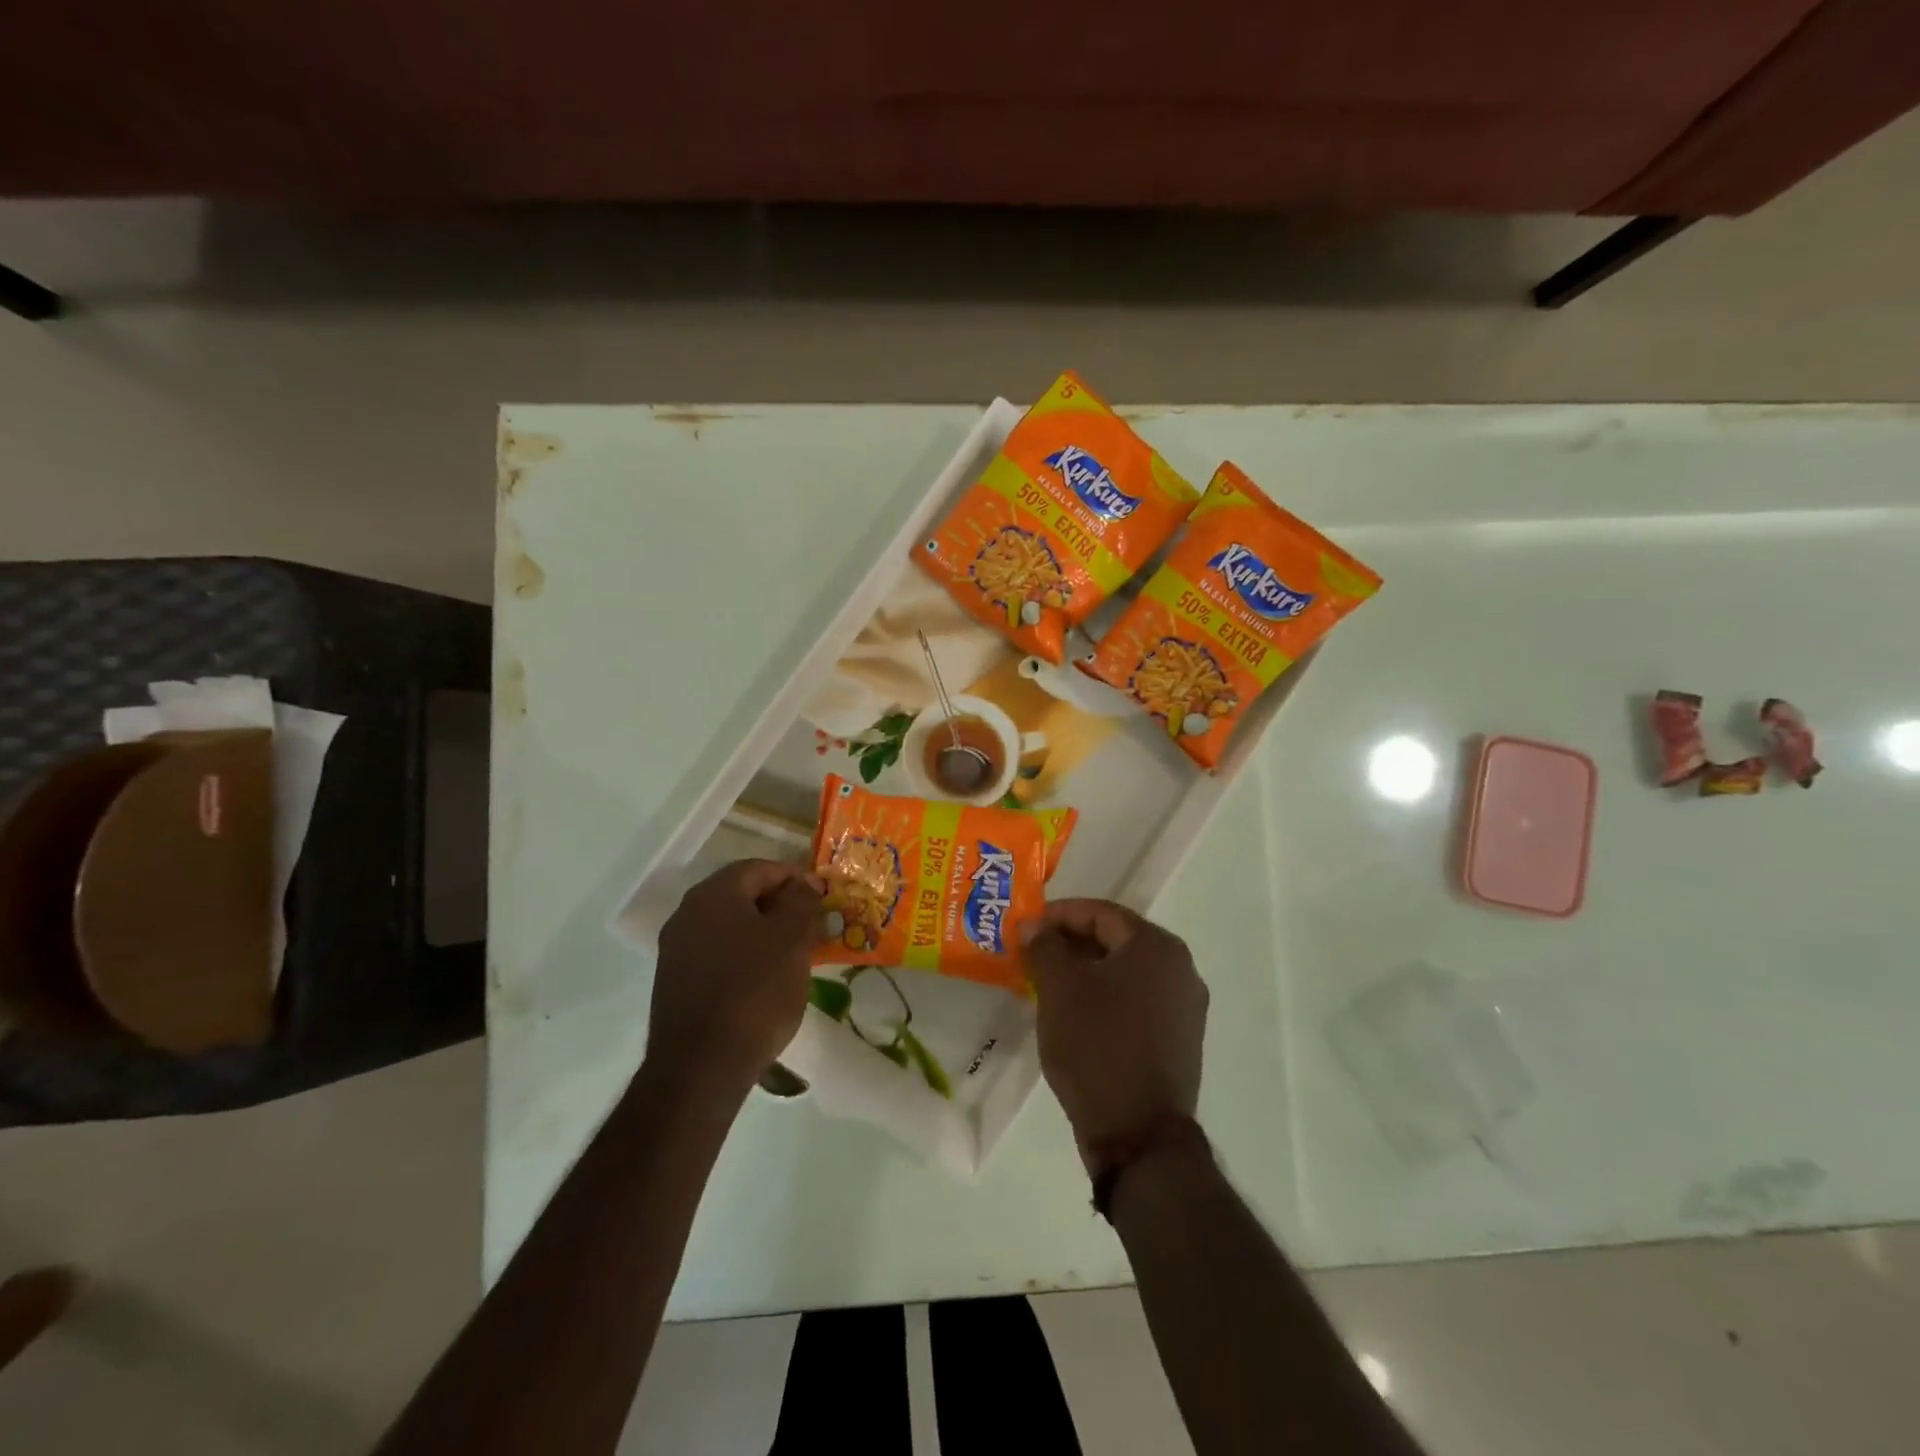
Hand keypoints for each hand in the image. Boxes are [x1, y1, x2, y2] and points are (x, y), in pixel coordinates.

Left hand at [644, 860, 825, 1101]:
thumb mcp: (792, 940)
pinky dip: (744, 955)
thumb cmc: (755, 992)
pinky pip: (717, 953)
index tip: (824, 897)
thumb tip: (804, 883)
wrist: (700, 1068)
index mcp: (714, 894)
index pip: (760, 868)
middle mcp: (687, 913)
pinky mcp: (674, 982)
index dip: (796, 877)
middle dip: (780, 905)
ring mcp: (676, 950)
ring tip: (795, 954)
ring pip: (729, 926)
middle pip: (742, 895)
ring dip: (763, 931)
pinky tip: (766, 979)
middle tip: (813, 925)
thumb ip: (801, 902)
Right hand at [1022, 899, 1207, 1169]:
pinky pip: (1137, 1001)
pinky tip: (1077, 1014)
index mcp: (1156, 947)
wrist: (1139, 1135)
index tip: (1027, 927)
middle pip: (1117, 940)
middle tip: (1033, 954)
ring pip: (1126, 973)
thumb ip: (1045, 948)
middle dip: (1071, 943)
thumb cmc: (1097, 1047)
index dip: (1060, 914)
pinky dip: (1106, 998)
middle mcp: (1180, 969)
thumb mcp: (1059, 990)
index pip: (1102, 913)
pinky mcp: (1180, 1040)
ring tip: (1048, 983)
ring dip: (1087, 971)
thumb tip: (1035, 925)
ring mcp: (1185, 1007)